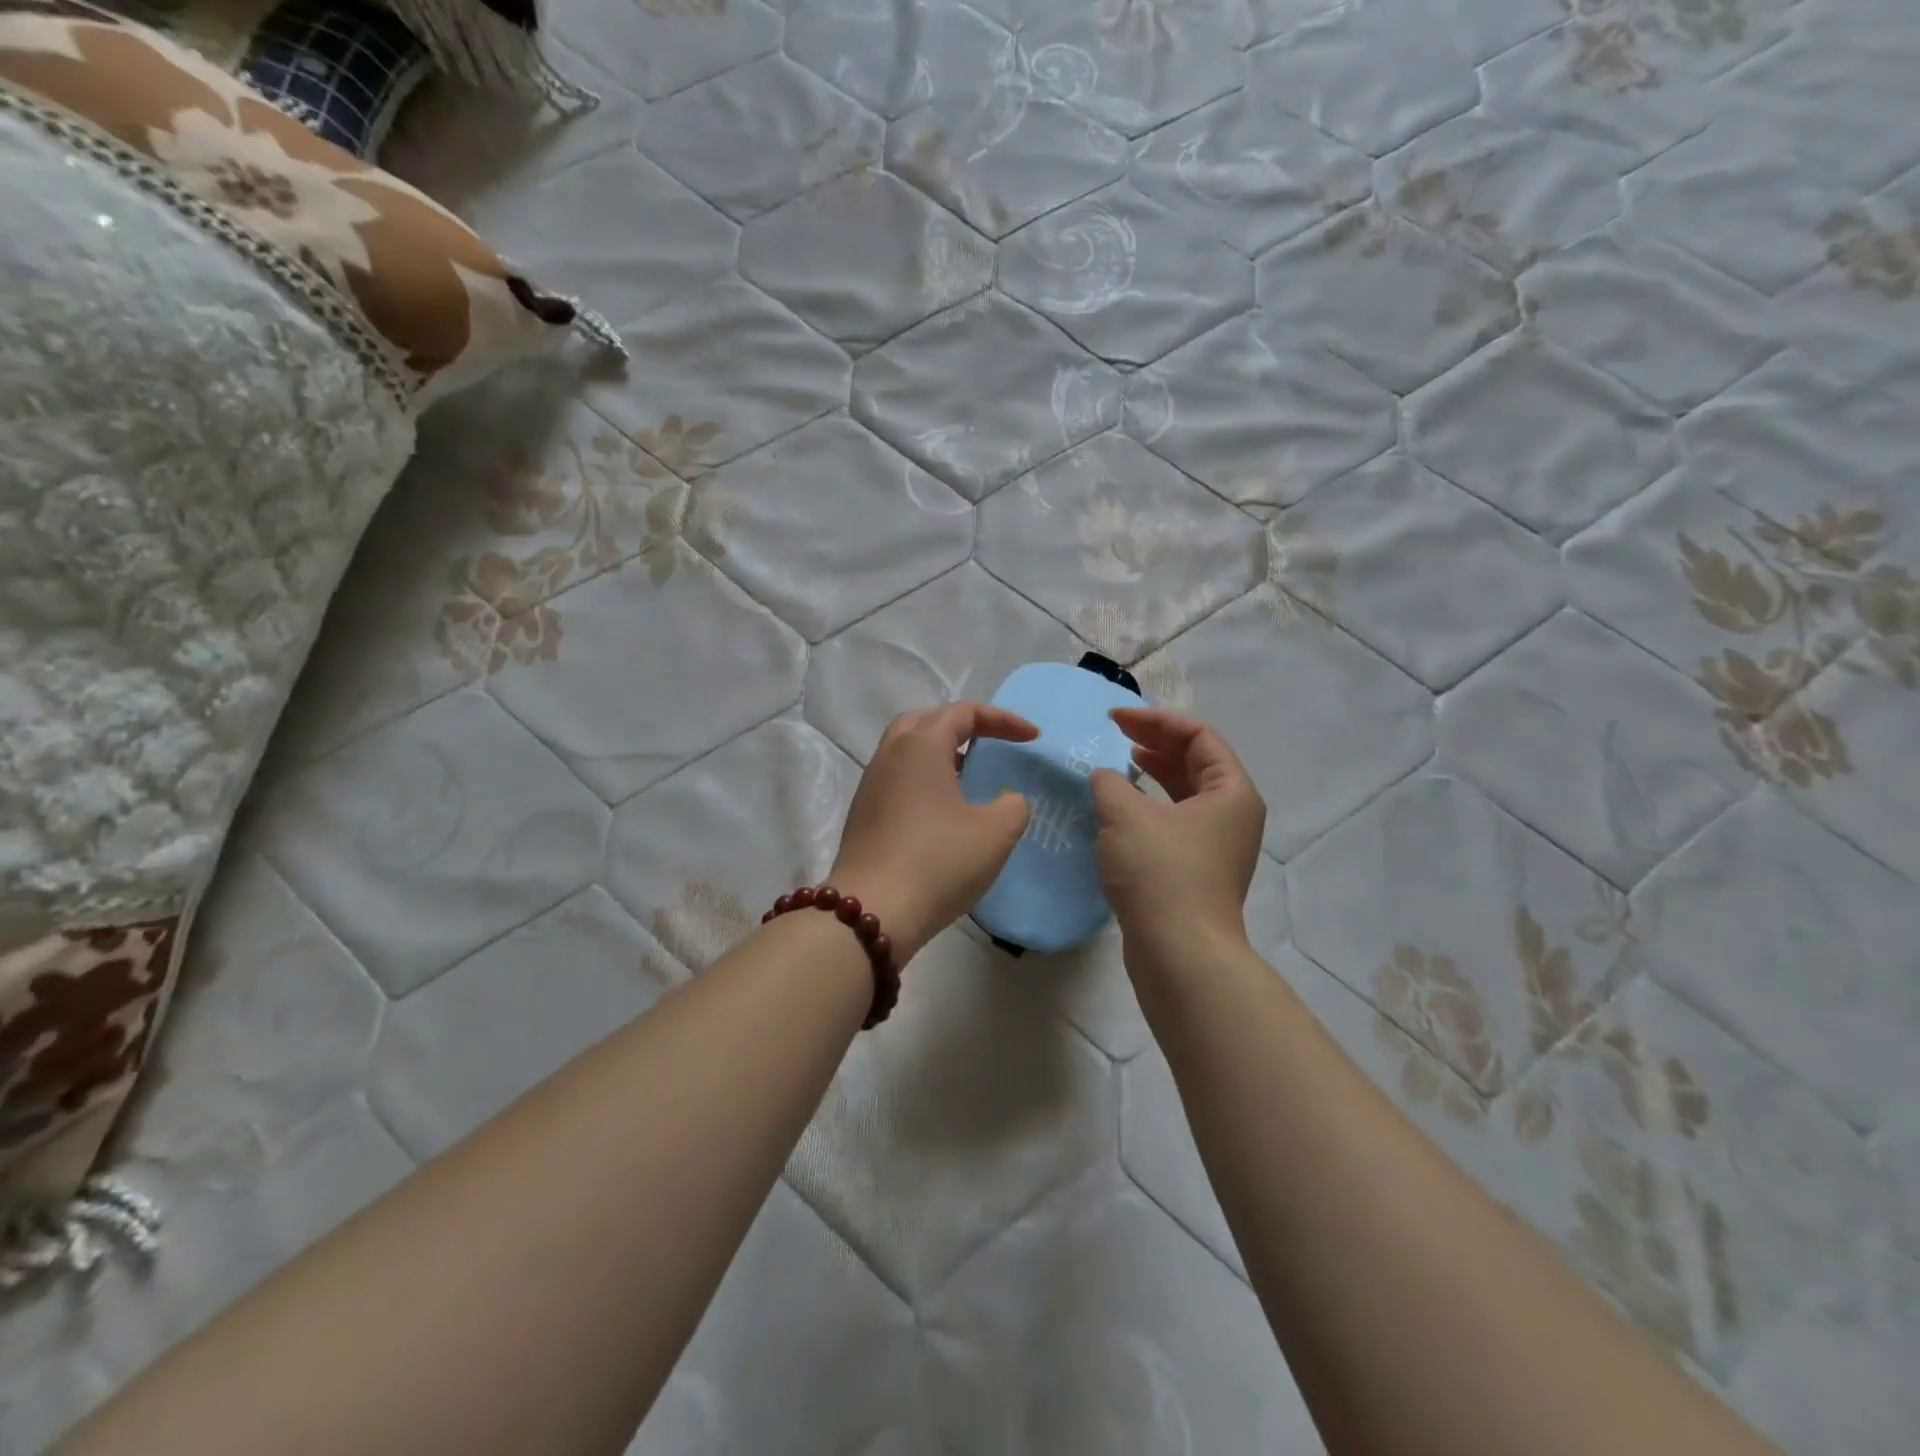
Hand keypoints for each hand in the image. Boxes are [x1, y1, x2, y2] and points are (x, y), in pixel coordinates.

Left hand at [829, 703, 1036, 962]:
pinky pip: (898, 779)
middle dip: (963, 726)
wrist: (871, 912)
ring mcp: (871, 785)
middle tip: (991, 744)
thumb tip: (1006, 799)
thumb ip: (1013, 806)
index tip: (1033, 738)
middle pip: (927, 721)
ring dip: (941, 753)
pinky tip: (943, 810)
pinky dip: (924, 779)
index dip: (1003, 720)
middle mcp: (890, 755)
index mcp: (920, 745)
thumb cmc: (938, 863)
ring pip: (907, 750)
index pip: (964, 713)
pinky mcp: (863, 814)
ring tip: (970, 776)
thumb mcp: (995, 833)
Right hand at [1089, 709, 1265, 957]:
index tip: (1114, 720)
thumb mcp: (1125, 815)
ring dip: (1151, 774)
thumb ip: (1108, 783)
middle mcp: (1232, 814)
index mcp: (1231, 791)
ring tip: (1119, 764)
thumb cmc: (1160, 873)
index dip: (1155, 721)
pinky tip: (1119, 810)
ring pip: (1184, 793)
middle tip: (1114, 734)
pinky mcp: (1196, 870)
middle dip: (1154, 743)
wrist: (1179, 954)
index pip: (1198, 736)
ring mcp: (1216, 845)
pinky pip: (1174, 821)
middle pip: (1195, 761)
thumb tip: (1104, 779)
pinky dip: (1148, 806)